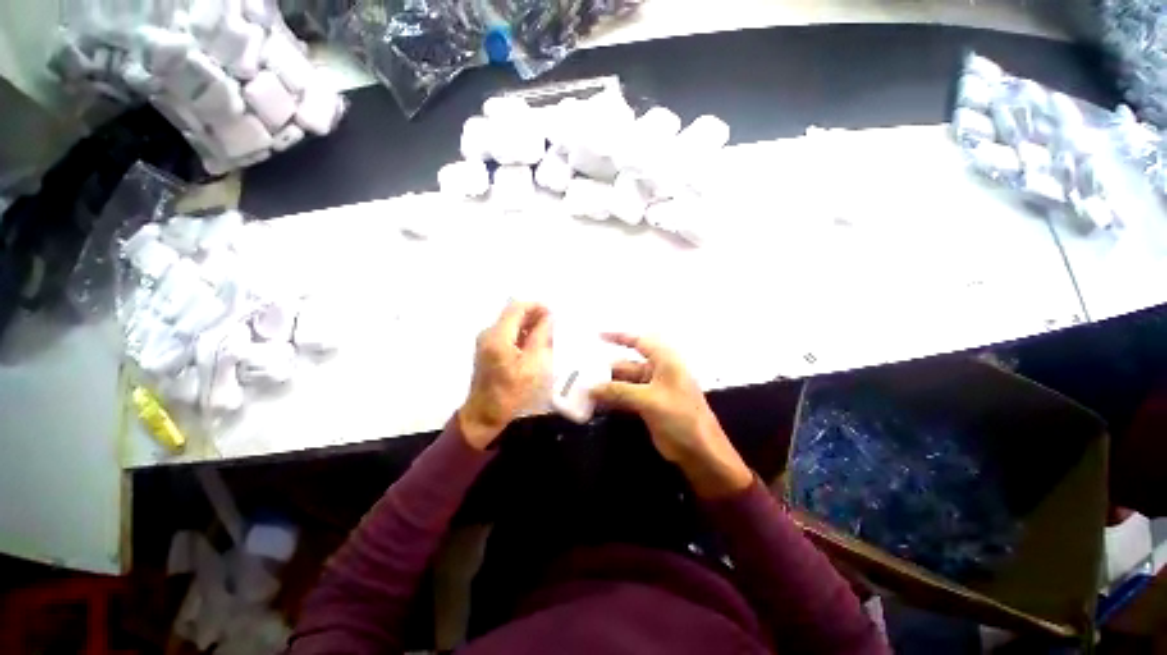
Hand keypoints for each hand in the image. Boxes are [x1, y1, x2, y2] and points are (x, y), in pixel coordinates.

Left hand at [459, 302, 551, 448]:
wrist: (485, 414)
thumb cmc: (512, 392)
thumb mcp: (533, 365)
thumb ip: (541, 337)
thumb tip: (549, 317)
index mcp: (498, 336)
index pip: (517, 307)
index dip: (537, 306)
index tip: (554, 314)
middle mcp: (489, 333)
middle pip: (513, 313)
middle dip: (534, 315)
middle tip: (553, 327)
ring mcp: (486, 341)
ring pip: (511, 323)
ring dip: (529, 325)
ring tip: (547, 336)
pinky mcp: (487, 349)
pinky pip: (507, 333)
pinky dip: (521, 334)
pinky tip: (533, 345)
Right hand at [590, 333, 752, 498]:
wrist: (700, 452)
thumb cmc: (681, 417)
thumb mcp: (649, 400)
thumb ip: (619, 392)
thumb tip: (591, 388)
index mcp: (665, 361)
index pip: (639, 342)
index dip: (618, 337)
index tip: (597, 336)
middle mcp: (658, 371)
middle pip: (627, 364)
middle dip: (606, 369)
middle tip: (582, 374)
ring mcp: (653, 389)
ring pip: (625, 382)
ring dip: (607, 386)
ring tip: (584, 390)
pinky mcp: (648, 405)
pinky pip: (626, 397)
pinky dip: (613, 399)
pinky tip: (597, 403)